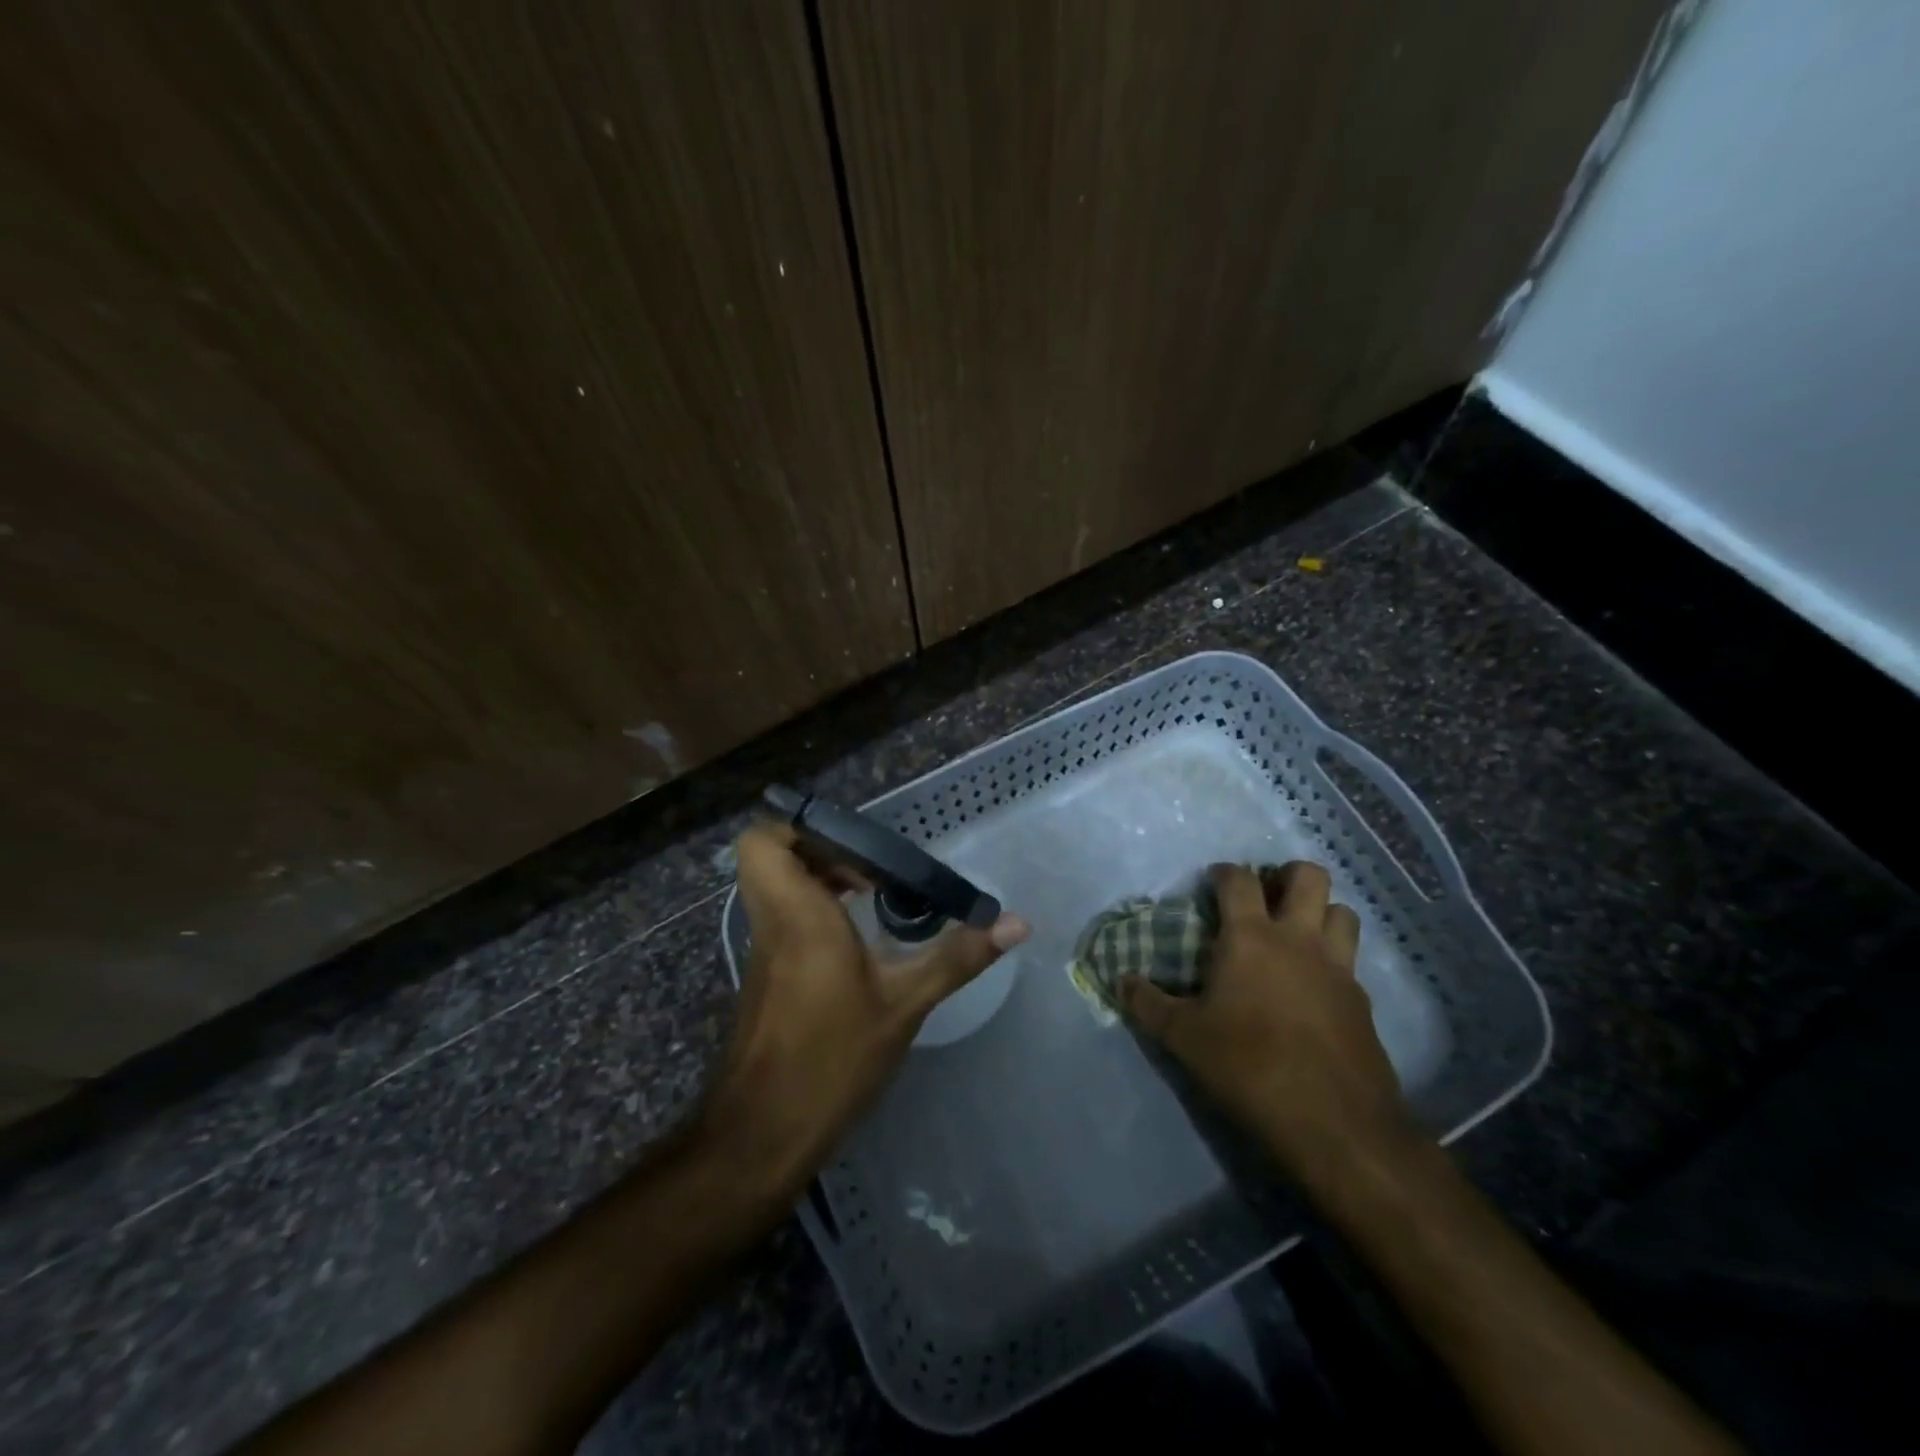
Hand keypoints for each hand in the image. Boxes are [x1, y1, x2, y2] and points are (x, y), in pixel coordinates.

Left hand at [699, 823, 1028, 1197]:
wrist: (763, 1135)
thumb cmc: (831, 1059)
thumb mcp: (905, 1004)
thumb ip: (957, 957)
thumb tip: (1016, 923)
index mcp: (797, 914)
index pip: (761, 842)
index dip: (799, 830)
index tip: (854, 849)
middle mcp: (771, 923)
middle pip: (773, 859)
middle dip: (824, 852)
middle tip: (873, 872)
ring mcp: (764, 951)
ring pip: (778, 889)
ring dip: (822, 882)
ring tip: (874, 899)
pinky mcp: (766, 977)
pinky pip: (784, 920)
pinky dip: (817, 913)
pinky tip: (859, 944)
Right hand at [1121, 861, 1414, 1183]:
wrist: (1334, 1123)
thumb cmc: (1248, 1066)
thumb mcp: (1184, 1038)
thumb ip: (1148, 1004)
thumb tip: (1121, 981)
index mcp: (1251, 937)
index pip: (1239, 879)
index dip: (1224, 872)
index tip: (1212, 882)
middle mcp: (1299, 939)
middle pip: (1308, 876)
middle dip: (1287, 875)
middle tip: (1267, 897)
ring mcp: (1338, 967)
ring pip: (1343, 911)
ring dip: (1321, 911)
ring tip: (1298, 932)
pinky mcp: (1362, 1000)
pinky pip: (1352, 960)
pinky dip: (1336, 957)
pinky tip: (1316, 985)